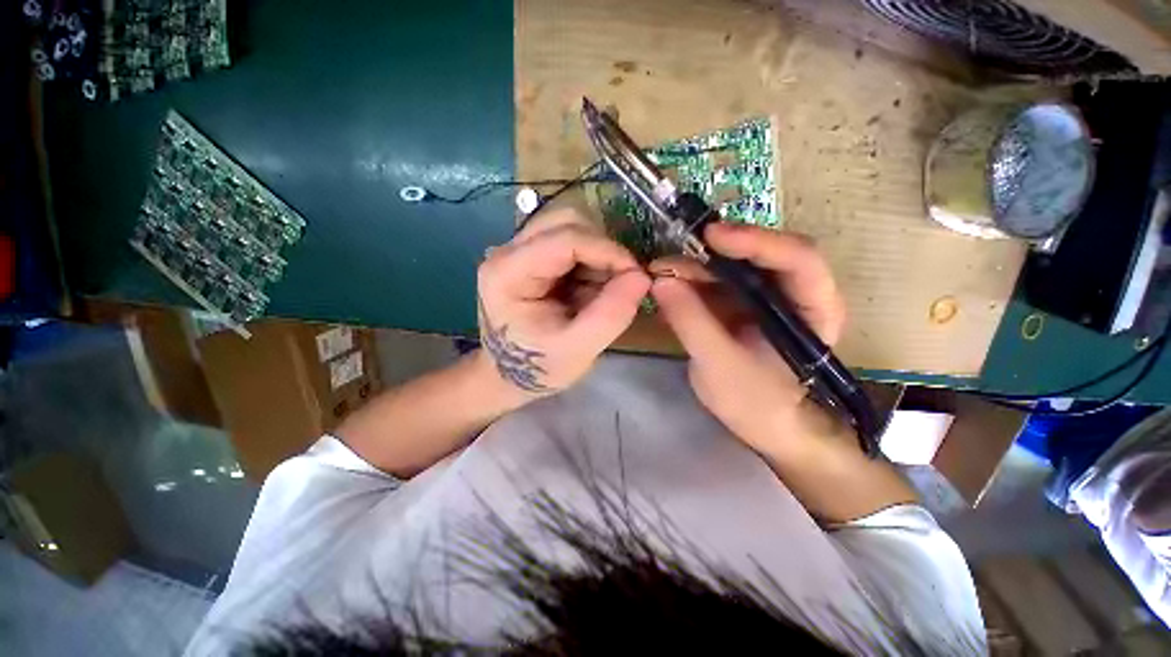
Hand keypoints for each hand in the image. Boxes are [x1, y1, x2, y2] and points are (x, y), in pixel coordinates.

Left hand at [477, 208, 650, 396]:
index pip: (564, 238)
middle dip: (602, 249)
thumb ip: (610, 315)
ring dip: (599, 254)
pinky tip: (591, 288)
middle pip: (566, 220)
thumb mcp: (578, 349)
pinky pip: (573, 240)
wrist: (513, 373)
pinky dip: (593, 260)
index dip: (607, 250)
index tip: (637, 275)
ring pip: (573, 226)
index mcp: (508, 272)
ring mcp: (521, 249)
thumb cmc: (539, 366)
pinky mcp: (535, 255)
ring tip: (602, 291)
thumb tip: (643, 277)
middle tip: (619, 283)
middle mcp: (509, 250)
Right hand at [649, 223, 847, 454]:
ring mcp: (765, 297)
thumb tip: (659, 281)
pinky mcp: (741, 304)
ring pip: (732, 266)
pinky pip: (716, 283)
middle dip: (714, 252)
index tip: (711, 236)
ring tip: (659, 273)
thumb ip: (691, 322)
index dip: (756, 241)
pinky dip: (690, 282)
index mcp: (813, 308)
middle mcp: (793, 293)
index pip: (797, 258)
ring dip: (695, 266)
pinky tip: (666, 288)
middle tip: (672, 255)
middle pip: (759, 255)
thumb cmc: (756, 403)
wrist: (764, 425)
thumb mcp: (720, 365)